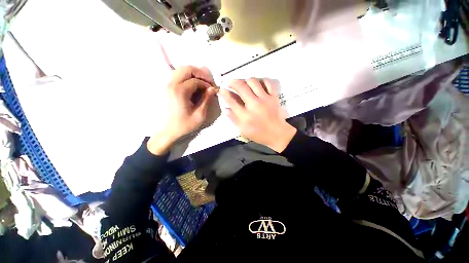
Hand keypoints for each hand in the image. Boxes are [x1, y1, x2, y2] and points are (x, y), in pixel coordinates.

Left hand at [147, 66, 216, 154]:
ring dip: (194, 73)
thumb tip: (212, 89)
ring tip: (202, 82)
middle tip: (208, 82)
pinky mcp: (168, 86)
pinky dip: (188, 76)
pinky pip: (178, 74)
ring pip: (181, 69)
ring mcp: (168, 84)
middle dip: (200, 73)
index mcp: (180, 92)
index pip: (196, 80)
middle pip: (187, 69)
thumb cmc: (185, 124)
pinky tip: (194, 84)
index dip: (206, 84)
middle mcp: (172, 84)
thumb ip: (206, 100)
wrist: (170, 129)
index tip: (212, 90)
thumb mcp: (199, 115)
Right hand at [220, 78, 295, 152]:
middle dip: (233, 82)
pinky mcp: (273, 97)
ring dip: (245, 80)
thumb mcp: (243, 130)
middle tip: (230, 82)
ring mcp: (265, 99)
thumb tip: (226, 109)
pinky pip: (267, 83)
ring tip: (243, 83)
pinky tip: (257, 84)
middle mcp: (254, 105)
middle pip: (241, 87)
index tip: (222, 90)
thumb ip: (233, 119)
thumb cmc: (259, 134)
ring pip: (253, 82)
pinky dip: (261, 81)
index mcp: (245, 116)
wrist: (277, 134)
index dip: (224, 94)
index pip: (231, 101)